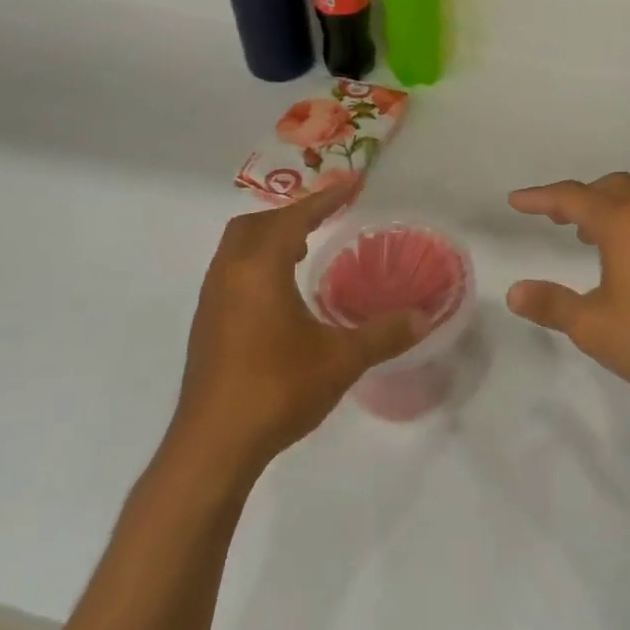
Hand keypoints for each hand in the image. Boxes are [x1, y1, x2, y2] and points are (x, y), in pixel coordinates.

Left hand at [169, 182, 425, 477]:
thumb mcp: (340, 360)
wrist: (213, 446)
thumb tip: (424, 318)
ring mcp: (211, 301)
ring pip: (238, 249)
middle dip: (290, 215)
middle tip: (325, 219)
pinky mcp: (206, 326)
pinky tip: (281, 297)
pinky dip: (257, 265)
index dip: (325, 198)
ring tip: (304, 250)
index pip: (293, 218)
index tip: (351, 183)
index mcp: (258, 270)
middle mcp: (228, 275)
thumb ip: (383, 334)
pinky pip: (231, 274)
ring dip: (270, 239)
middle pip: (255, 224)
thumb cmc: (277, 389)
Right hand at [506, 173, 629, 405]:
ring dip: (609, 209)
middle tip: (556, 218)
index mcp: (623, 223)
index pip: (572, 197)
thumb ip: (552, 304)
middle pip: (610, 188)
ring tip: (590, 237)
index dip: (540, 198)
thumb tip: (515, 291)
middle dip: (579, 197)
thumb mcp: (594, 326)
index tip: (516, 201)